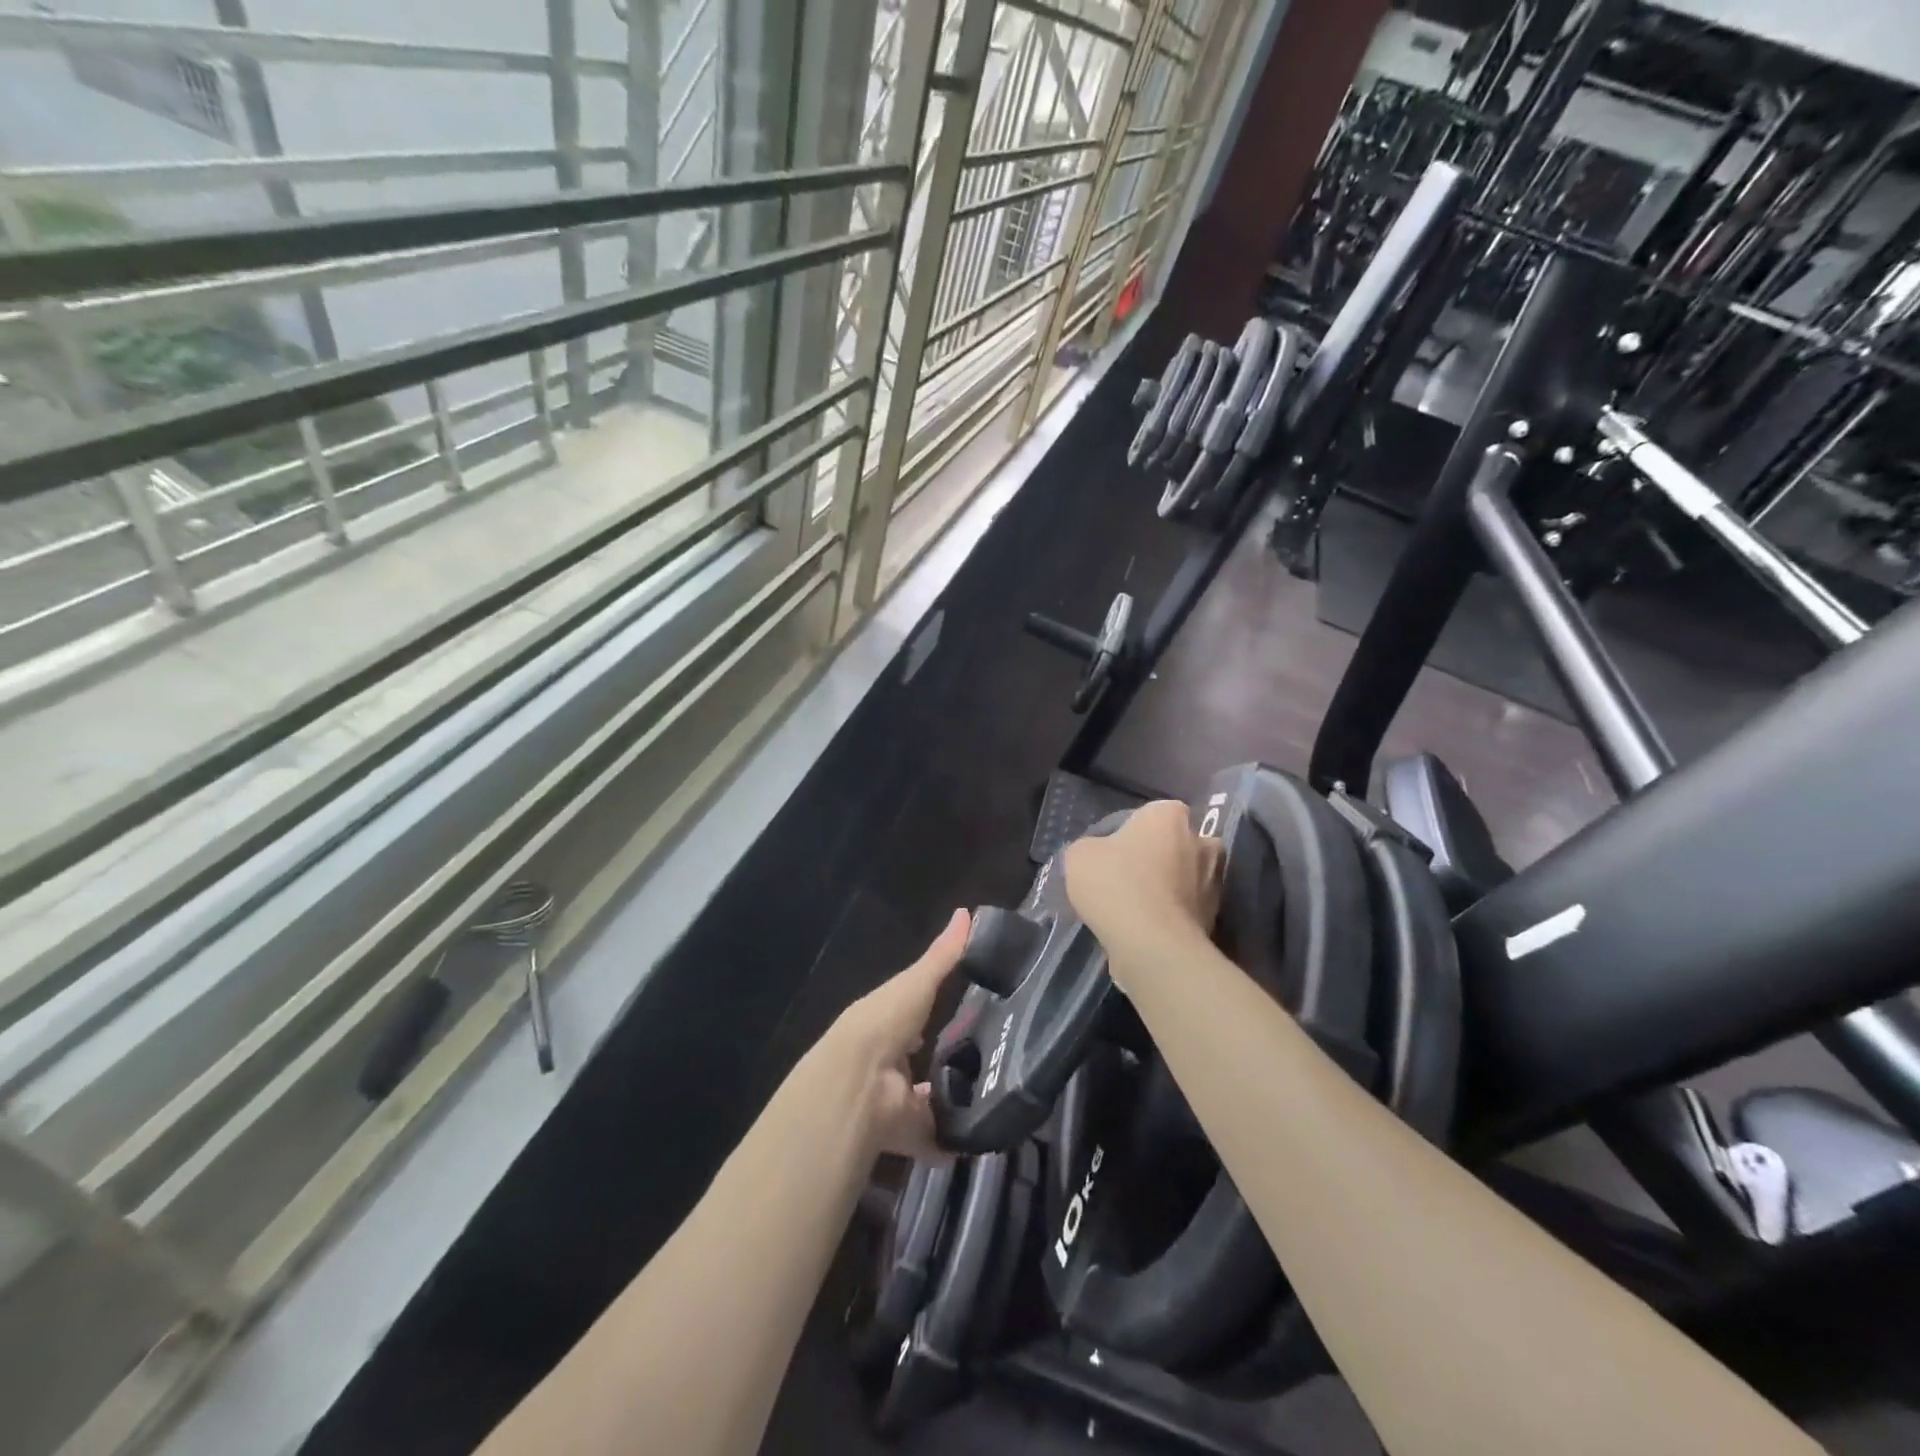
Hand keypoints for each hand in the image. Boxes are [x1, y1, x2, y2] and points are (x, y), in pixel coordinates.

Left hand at [833, 908, 970, 1159]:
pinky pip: (932, 1138)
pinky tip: (979, 1137)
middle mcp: (886, 1059)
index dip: (929, 1012)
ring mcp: (892, 1098)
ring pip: (924, 1099)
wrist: (857, 1084)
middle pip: (916, 1058)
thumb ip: (944, 955)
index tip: (963, 1012)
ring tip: (991, 1098)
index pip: (910, 1013)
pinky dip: (950, 1142)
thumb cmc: (885, 1022)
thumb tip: (967, 911)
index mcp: (886, 1021)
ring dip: (947, 1100)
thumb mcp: (917, 983)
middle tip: (987, 1059)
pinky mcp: (904, 1132)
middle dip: (942, 1060)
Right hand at [1064, 799, 1221, 968]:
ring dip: (1170, 888)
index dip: (1133, 831)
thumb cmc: (1115, 883)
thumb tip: (1100, 856)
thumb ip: (1092, 847)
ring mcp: (1214, 881)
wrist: (1152, 944)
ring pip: (1187, 877)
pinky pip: (1188, 909)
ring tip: (1139, 908)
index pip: (1153, 813)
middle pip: (1177, 844)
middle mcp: (1201, 840)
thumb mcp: (1079, 856)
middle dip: (1161, 857)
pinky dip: (1174, 915)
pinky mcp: (1216, 917)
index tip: (1115, 851)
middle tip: (1131, 877)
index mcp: (1170, 815)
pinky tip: (1149, 929)